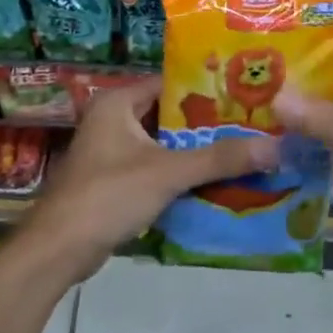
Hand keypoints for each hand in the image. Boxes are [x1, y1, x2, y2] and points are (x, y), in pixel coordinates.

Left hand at [19, 77, 279, 282]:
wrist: (58, 250)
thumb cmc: (109, 195)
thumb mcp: (168, 172)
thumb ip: (219, 158)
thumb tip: (274, 147)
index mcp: (117, 102)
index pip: (169, 82)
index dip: (206, 87)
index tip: (244, 94)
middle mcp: (112, 119)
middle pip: (168, 114)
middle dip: (206, 123)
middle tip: (250, 124)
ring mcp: (110, 151)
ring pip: (162, 143)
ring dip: (194, 151)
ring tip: (241, 150)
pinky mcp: (112, 180)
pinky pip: (153, 167)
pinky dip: (178, 173)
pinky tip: (212, 181)